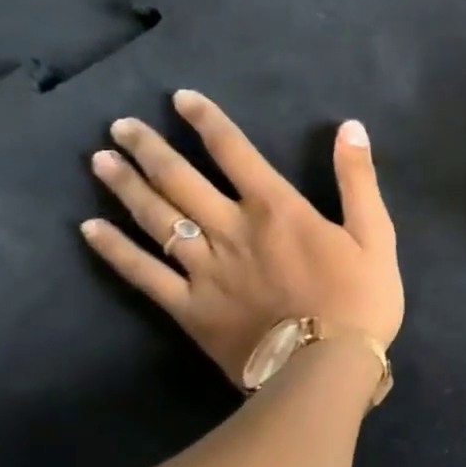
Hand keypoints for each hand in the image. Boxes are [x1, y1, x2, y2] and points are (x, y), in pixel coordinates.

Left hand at [80, 91, 403, 387]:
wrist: (325, 368)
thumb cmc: (359, 299)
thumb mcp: (376, 235)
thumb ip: (358, 180)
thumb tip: (349, 127)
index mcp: (276, 209)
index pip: (235, 152)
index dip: (207, 122)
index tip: (180, 99)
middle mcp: (231, 230)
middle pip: (181, 181)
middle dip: (150, 149)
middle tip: (121, 126)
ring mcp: (204, 270)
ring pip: (156, 219)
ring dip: (126, 187)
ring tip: (100, 161)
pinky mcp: (189, 308)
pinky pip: (144, 274)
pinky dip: (116, 250)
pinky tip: (89, 229)